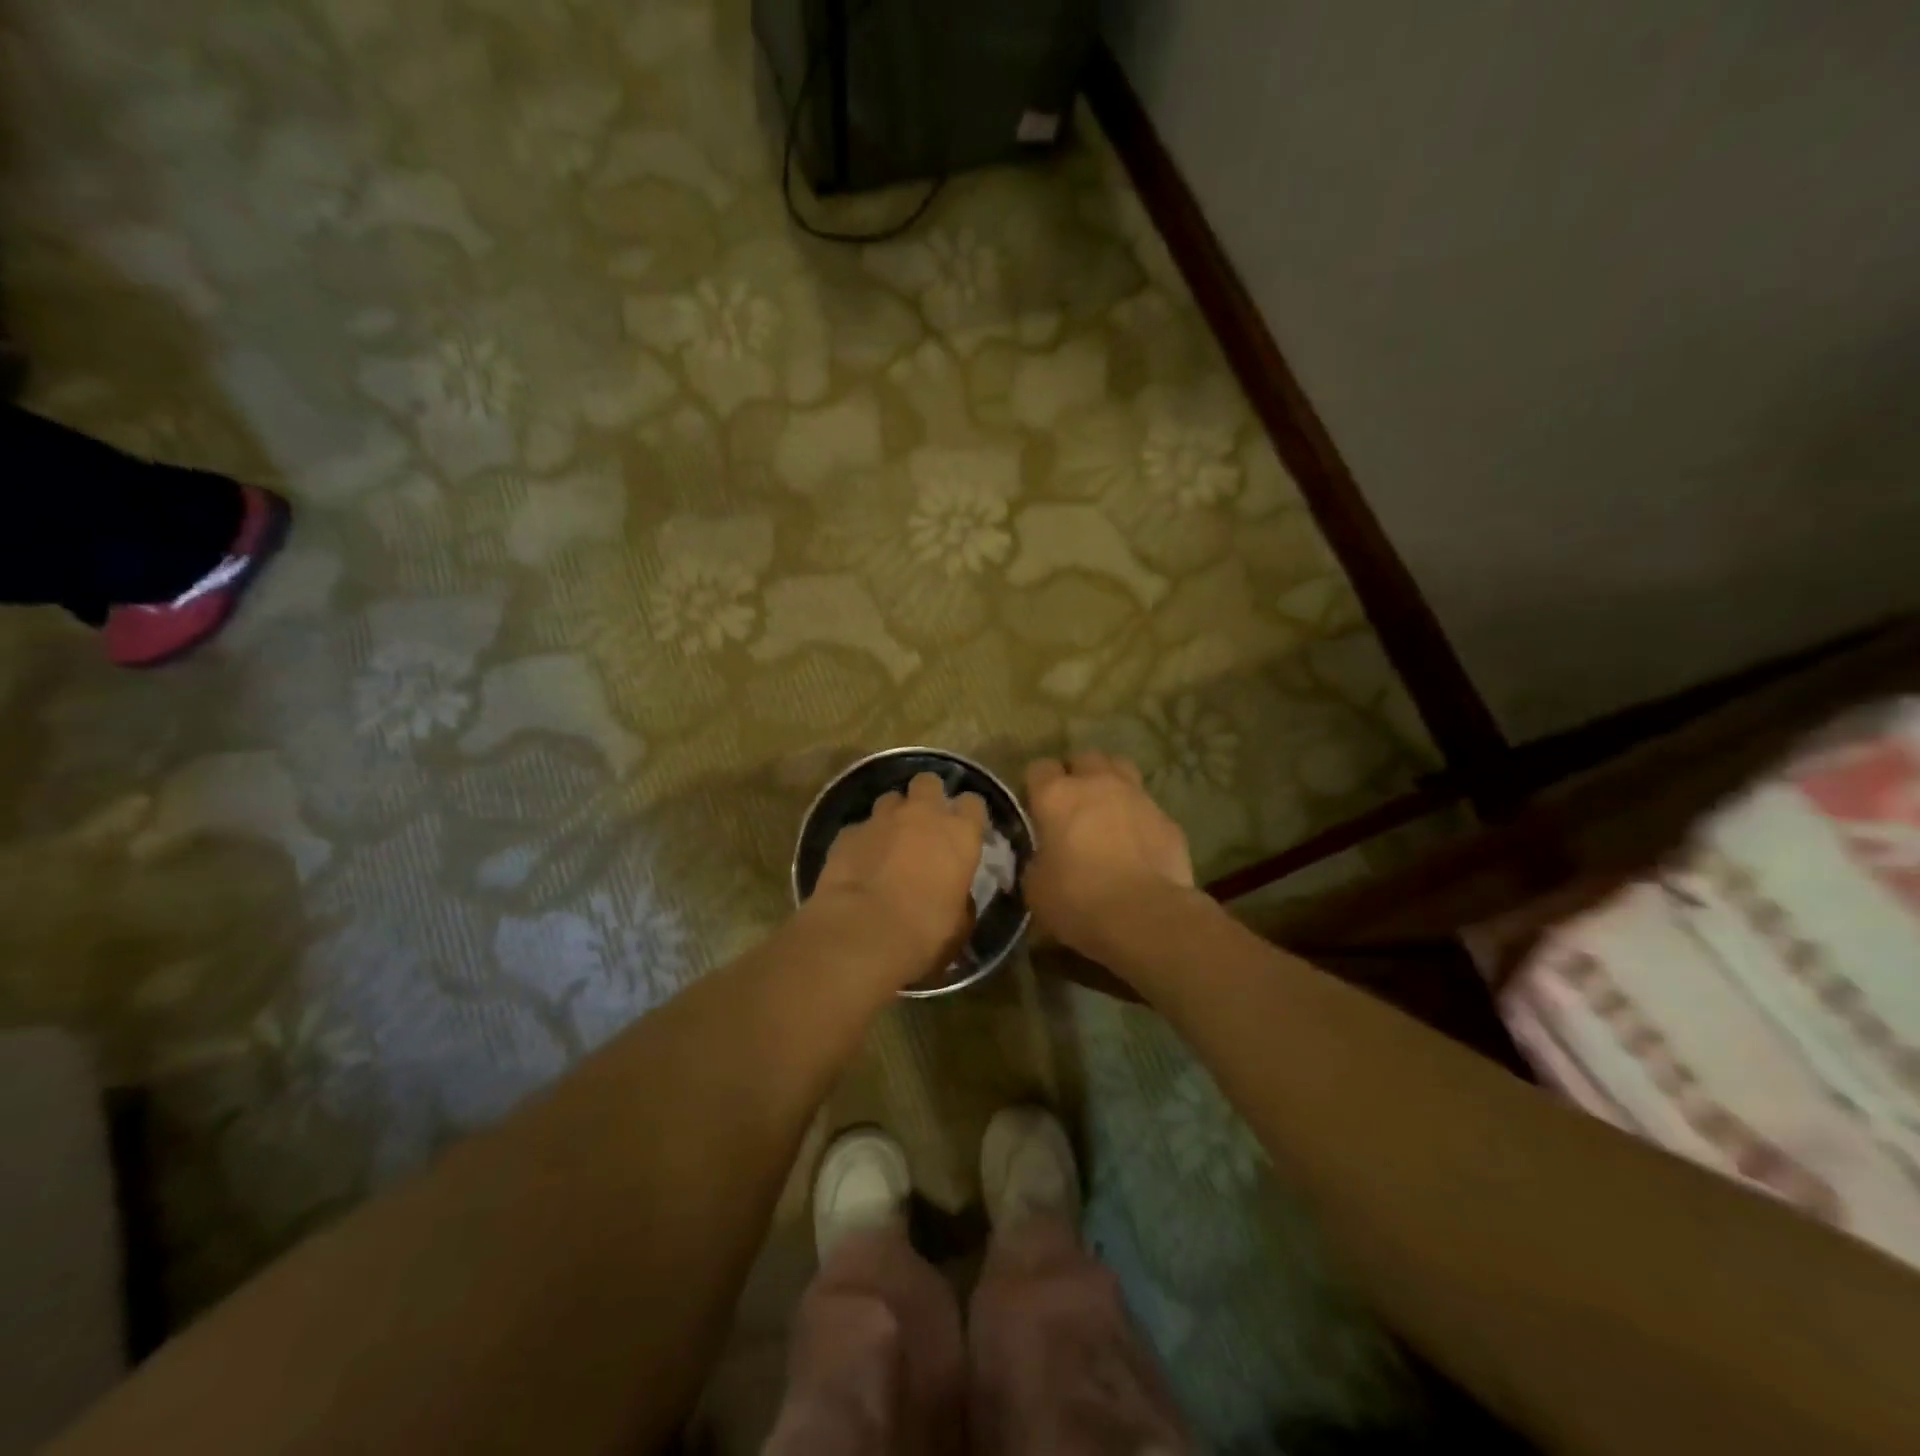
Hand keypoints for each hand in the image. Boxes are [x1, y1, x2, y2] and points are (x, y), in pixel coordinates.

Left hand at [812, 772, 987, 980]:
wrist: (862, 932)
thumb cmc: (924, 932)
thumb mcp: (959, 923)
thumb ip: (961, 897)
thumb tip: (956, 895)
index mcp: (959, 833)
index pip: (973, 803)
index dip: (968, 814)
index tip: (964, 830)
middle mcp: (922, 814)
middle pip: (928, 783)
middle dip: (927, 796)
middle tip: (924, 824)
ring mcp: (881, 819)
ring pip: (891, 799)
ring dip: (893, 816)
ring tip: (889, 842)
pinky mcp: (848, 832)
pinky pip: (860, 828)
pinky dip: (863, 841)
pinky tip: (859, 863)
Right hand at [1022, 751, 1194, 958]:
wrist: (1144, 916)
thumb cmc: (1077, 899)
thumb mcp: (1035, 886)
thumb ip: (1036, 860)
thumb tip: (1044, 858)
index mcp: (1056, 796)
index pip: (1039, 768)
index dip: (1036, 786)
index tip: (1036, 808)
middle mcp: (1097, 784)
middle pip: (1084, 758)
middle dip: (1077, 775)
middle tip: (1072, 805)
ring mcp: (1137, 797)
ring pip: (1121, 769)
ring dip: (1110, 784)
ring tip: (1106, 812)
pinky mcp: (1167, 819)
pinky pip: (1147, 807)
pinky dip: (1138, 818)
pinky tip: (1137, 844)